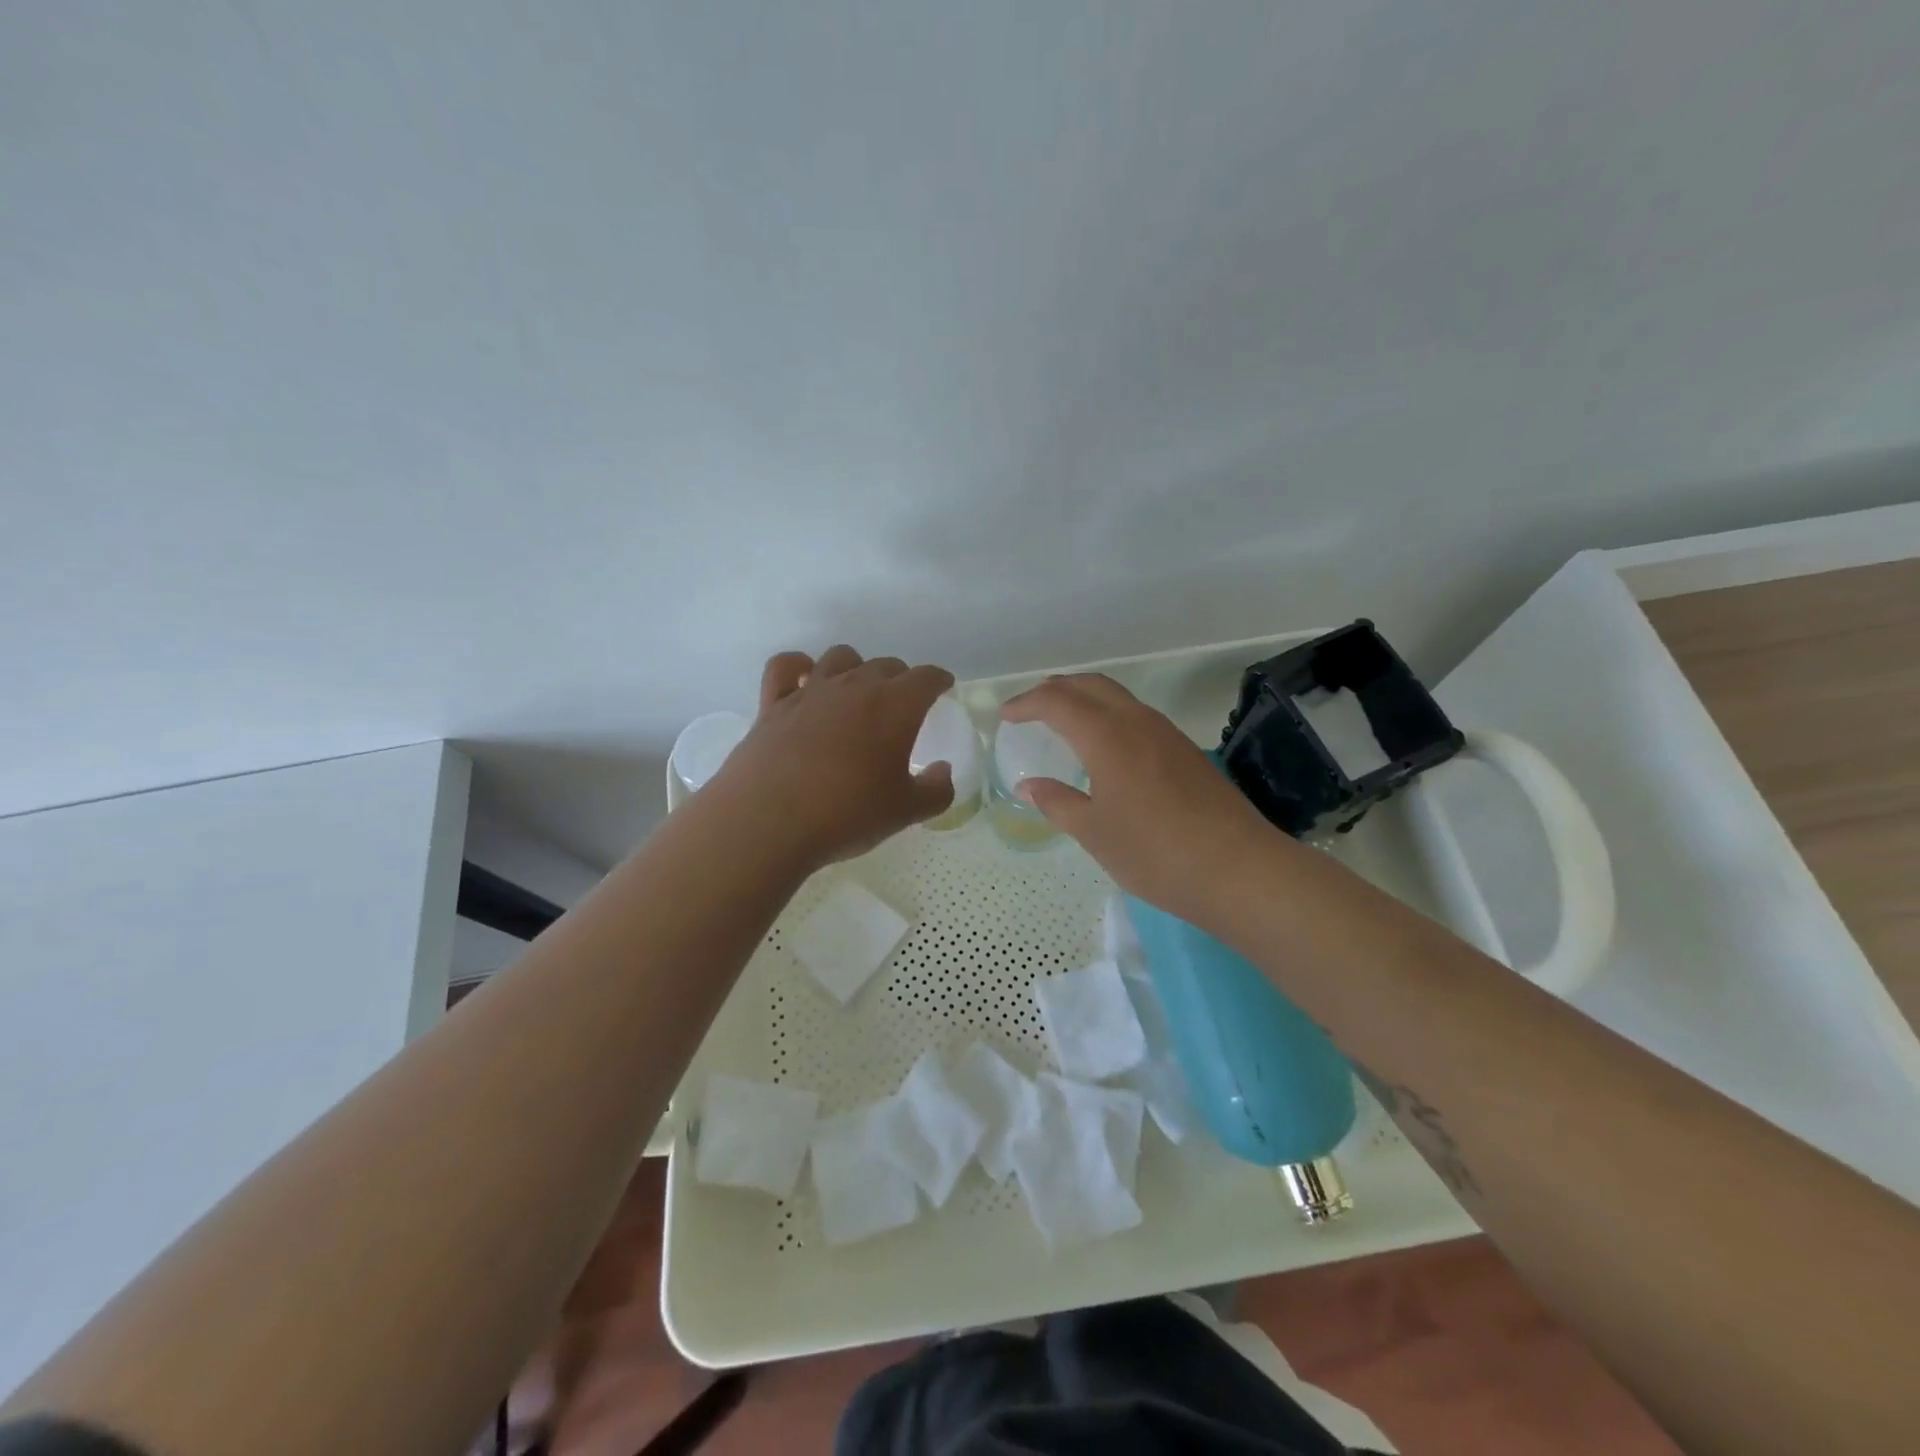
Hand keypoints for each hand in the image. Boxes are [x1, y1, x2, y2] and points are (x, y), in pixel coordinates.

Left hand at [713, 645, 956, 866]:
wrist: (768, 822)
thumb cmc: (847, 814)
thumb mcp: (905, 812)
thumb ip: (936, 790)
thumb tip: (943, 771)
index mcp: (895, 706)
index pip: (926, 677)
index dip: (938, 680)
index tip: (942, 687)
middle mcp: (854, 686)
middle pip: (885, 665)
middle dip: (900, 679)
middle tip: (902, 704)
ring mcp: (811, 691)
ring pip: (840, 657)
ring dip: (855, 668)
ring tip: (857, 691)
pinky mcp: (773, 704)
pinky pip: (786, 666)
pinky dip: (799, 667)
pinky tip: (805, 679)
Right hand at [999, 674, 1277, 919]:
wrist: (1239, 870)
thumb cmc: (1155, 853)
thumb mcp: (1095, 833)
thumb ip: (1058, 803)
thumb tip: (1029, 786)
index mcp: (1107, 736)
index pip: (1058, 702)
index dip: (1027, 704)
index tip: (1006, 716)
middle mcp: (1137, 722)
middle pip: (1090, 685)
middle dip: (1056, 688)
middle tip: (1030, 707)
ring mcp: (1167, 734)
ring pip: (1118, 697)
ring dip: (1085, 698)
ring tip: (1063, 720)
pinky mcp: (1186, 751)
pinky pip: (1137, 715)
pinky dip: (1109, 715)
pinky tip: (1105, 745)